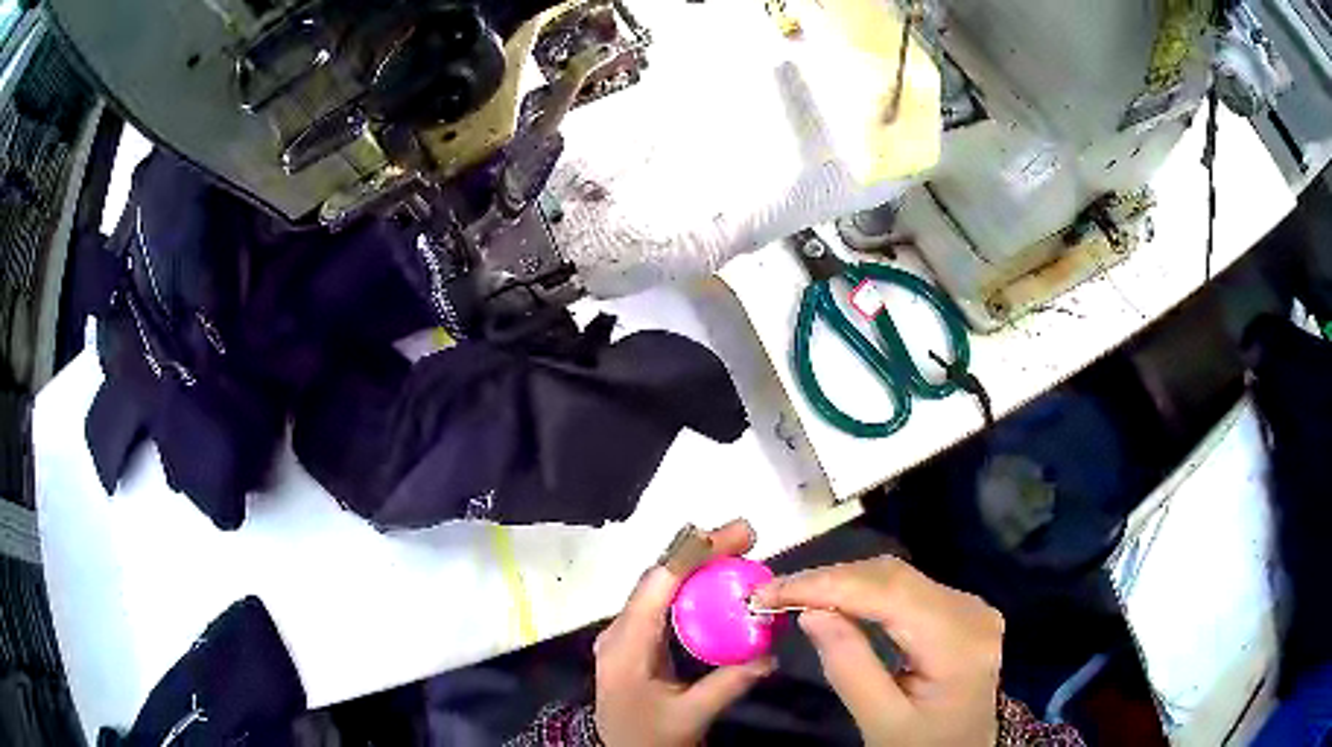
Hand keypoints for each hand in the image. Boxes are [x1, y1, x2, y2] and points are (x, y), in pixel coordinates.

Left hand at [593, 520, 775, 745]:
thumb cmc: (649, 736)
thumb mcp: (691, 716)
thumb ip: (728, 684)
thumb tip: (770, 654)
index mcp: (626, 646)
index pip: (656, 587)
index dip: (692, 555)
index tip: (732, 536)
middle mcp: (619, 630)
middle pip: (658, 578)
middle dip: (700, 551)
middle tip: (746, 535)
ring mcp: (625, 632)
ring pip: (659, 585)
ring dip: (696, 563)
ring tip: (736, 548)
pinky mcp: (635, 637)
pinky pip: (662, 601)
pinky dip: (691, 584)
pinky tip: (717, 580)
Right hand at [751, 556, 1002, 746]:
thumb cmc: (919, 746)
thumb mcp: (879, 721)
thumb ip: (849, 667)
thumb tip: (811, 612)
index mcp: (959, 643)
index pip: (890, 595)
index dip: (827, 585)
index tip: (769, 592)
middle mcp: (972, 611)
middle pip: (895, 577)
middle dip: (830, 580)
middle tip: (773, 595)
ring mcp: (970, 606)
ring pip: (898, 576)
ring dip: (843, 583)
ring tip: (794, 596)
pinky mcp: (960, 609)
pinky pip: (906, 588)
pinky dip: (864, 591)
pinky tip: (835, 601)